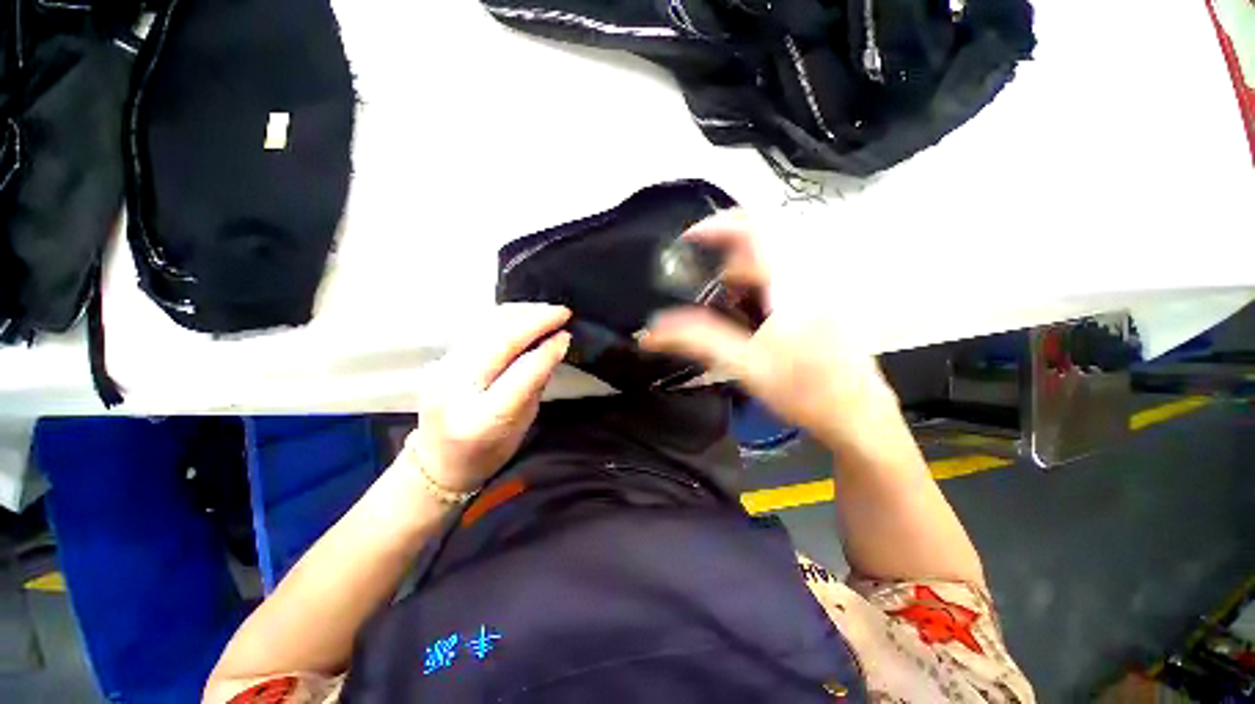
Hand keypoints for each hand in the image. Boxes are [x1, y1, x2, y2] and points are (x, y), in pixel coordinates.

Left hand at [405, 303, 570, 493]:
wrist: (437, 462)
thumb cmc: (489, 451)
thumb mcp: (523, 423)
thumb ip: (536, 383)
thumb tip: (554, 345)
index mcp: (482, 418)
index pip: (521, 373)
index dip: (547, 350)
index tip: (567, 335)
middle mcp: (456, 390)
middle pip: (499, 341)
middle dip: (535, 320)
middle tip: (562, 312)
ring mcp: (442, 371)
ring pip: (484, 327)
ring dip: (519, 313)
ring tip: (545, 310)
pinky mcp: (438, 359)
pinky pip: (475, 329)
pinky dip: (503, 318)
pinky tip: (521, 315)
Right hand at [640, 211, 897, 451]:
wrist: (856, 415)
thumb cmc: (804, 390)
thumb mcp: (745, 365)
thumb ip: (697, 341)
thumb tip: (653, 331)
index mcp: (794, 281)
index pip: (755, 227)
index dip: (718, 225)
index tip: (688, 239)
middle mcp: (811, 273)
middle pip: (762, 240)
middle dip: (724, 254)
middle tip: (700, 278)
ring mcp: (821, 285)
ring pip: (772, 258)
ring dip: (740, 271)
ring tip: (720, 299)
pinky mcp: (823, 300)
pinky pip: (783, 274)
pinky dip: (757, 283)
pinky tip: (748, 311)